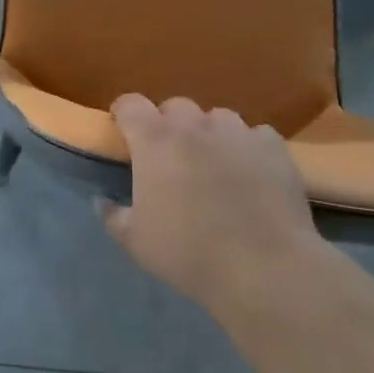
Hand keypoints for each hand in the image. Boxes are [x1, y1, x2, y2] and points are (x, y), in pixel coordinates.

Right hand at [99, 95, 323, 317]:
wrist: (263, 267)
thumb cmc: (189, 253)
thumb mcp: (136, 243)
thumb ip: (113, 216)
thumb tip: (101, 201)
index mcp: (154, 140)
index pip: (130, 104)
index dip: (125, 114)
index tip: (124, 131)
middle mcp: (193, 125)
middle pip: (175, 106)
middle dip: (169, 125)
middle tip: (172, 157)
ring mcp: (236, 131)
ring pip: (217, 118)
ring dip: (211, 134)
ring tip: (216, 164)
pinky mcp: (272, 146)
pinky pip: (255, 136)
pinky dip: (249, 149)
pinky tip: (253, 174)